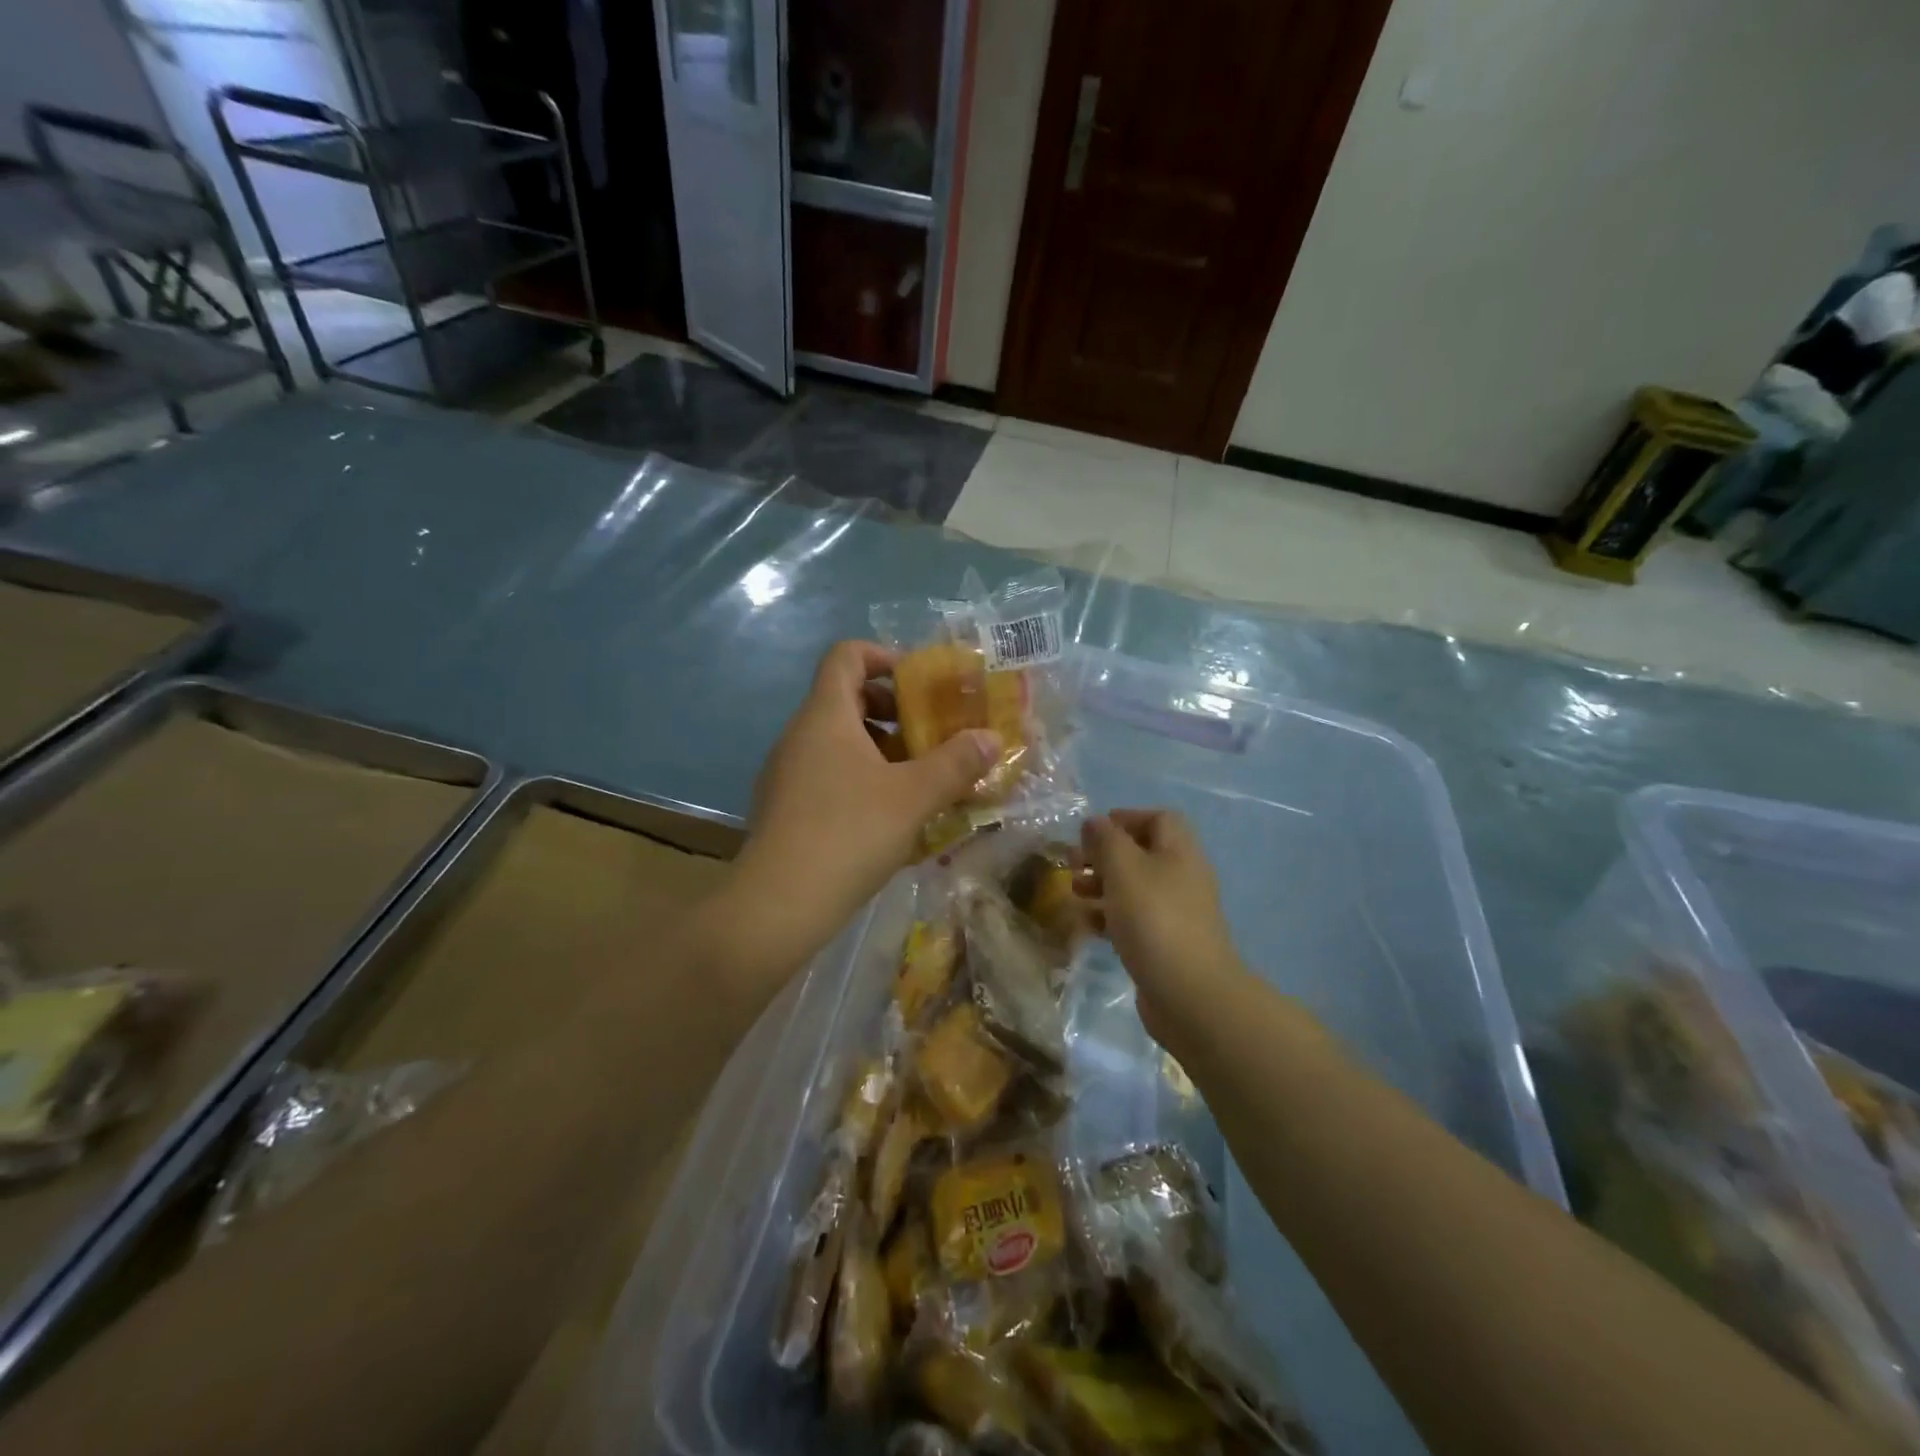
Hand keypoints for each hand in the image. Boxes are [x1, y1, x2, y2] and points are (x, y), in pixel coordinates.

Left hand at [708, 642, 997, 988]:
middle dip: (894, 711)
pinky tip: (891, 817)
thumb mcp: (914, 796)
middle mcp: (800, 735)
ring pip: (839, 742)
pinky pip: (829, 776)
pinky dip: (862, 781)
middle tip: (932, 735)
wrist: (779, 904)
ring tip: (921, 780)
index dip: (885, 656)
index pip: (846, 655)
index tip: (921, 683)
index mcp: (825, 715)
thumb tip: (991, 738)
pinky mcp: (786, 809)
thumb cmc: (849, 833)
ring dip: (882, 751)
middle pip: (847, 699)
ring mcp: (788, 773)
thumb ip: (956, 764)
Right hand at [1080, 810, 1246, 1041]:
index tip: (1092, 832)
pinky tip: (1086, 925)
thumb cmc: (1154, 918)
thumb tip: (1095, 822)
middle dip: (1105, 854)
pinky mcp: (1166, 944)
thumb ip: (1106, 840)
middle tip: (1072, 862)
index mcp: (1180, 851)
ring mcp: (1177, 913)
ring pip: (1135, 887)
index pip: (1158, 818)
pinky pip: (1135, 919)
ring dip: (1102, 885)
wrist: (1190, 993)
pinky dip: (1110, 916)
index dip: (1125, 818)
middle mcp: (1182, 877)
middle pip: (1142, 853)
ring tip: (1074, 892)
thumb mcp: (1124, 868)